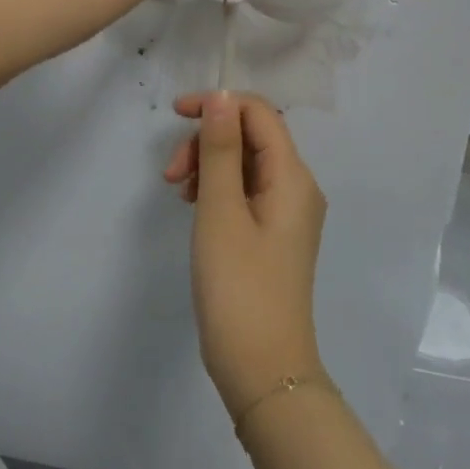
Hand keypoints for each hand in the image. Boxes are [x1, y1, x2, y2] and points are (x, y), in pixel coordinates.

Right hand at [163, 92, 327, 417]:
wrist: (263, 372)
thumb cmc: (239, 288)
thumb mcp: (221, 211)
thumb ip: (221, 149)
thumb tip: (221, 96)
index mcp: (292, 176)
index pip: (259, 113)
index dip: (218, 104)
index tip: (175, 115)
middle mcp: (297, 187)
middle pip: (251, 136)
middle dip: (208, 141)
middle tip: (172, 174)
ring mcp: (287, 213)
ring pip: (245, 163)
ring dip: (209, 165)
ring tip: (178, 193)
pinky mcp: (273, 235)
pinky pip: (245, 191)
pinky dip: (217, 189)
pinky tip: (194, 207)